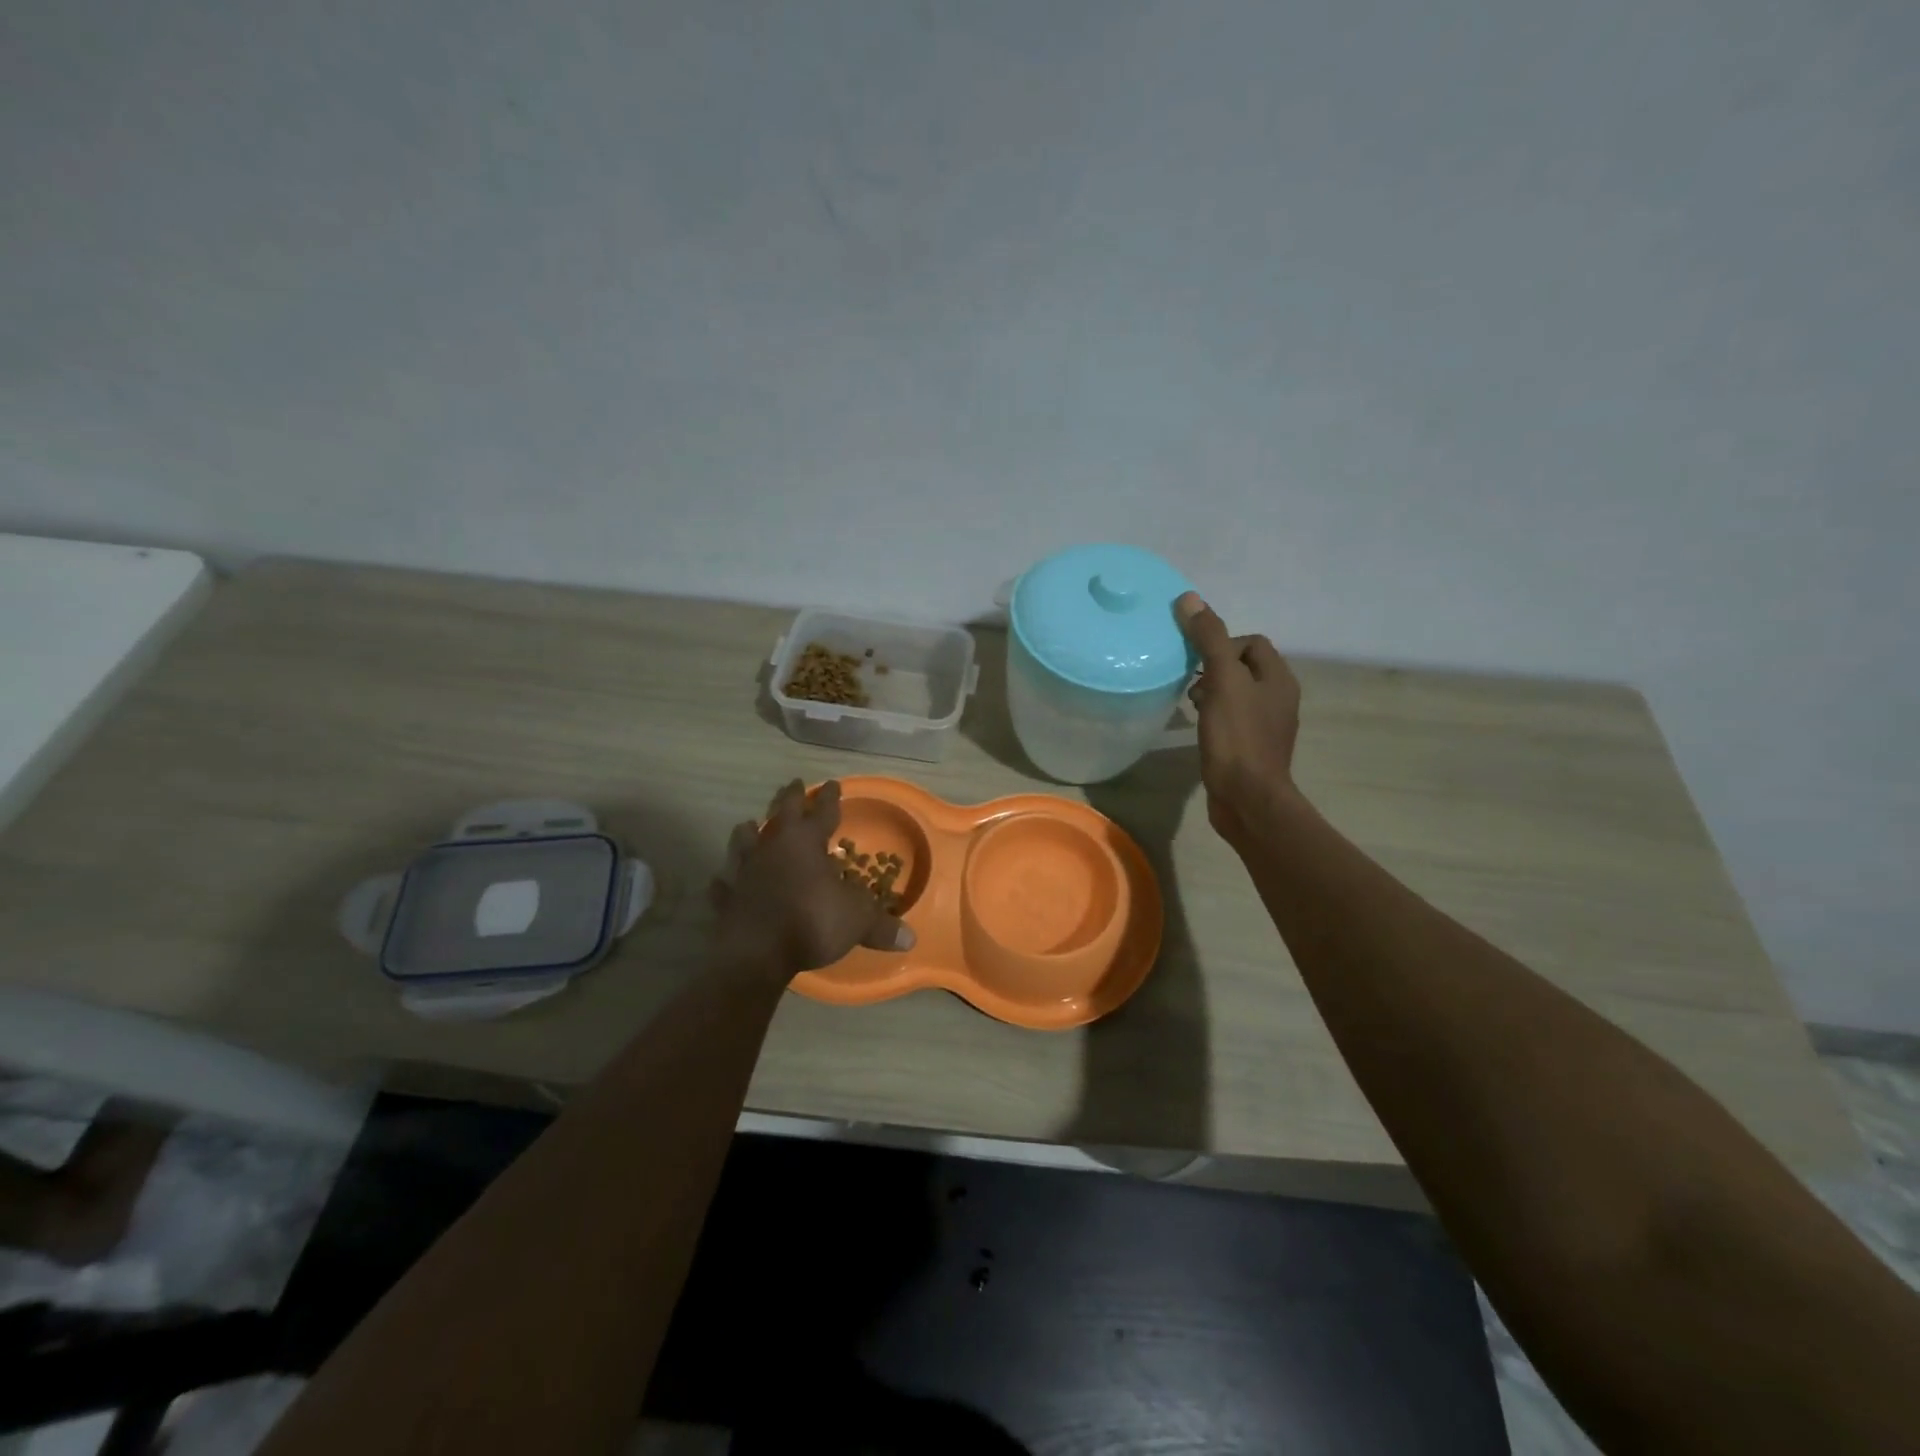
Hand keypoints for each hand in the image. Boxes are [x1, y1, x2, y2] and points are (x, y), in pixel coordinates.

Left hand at [710, 779, 914, 980]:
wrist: (756, 954)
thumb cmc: (812, 922)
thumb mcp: (857, 921)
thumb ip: (880, 926)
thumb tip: (910, 938)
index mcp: (806, 842)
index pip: (822, 811)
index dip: (830, 797)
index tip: (833, 783)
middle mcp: (773, 847)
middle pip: (781, 813)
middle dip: (789, 797)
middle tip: (793, 784)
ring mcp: (745, 870)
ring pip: (744, 840)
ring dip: (749, 832)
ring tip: (750, 825)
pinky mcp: (727, 898)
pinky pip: (724, 884)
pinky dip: (725, 881)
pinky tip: (721, 880)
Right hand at [1175, 591, 1302, 844]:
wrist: (1247, 798)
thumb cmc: (1237, 737)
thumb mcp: (1221, 680)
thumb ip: (1209, 639)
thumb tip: (1190, 598)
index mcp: (1279, 678)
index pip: (1251, 642)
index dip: (1222, 643)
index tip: (1198, 662)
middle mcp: (1279, 698)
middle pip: (1243, 666)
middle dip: (1214, 668)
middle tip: (1190, 682)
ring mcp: (1267, 726)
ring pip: (1236, 694)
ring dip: (1212, 692)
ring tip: (1191, 704)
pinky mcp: (1252, 749)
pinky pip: (1232, 719)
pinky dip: (1214, 716)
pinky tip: (1199, 727)